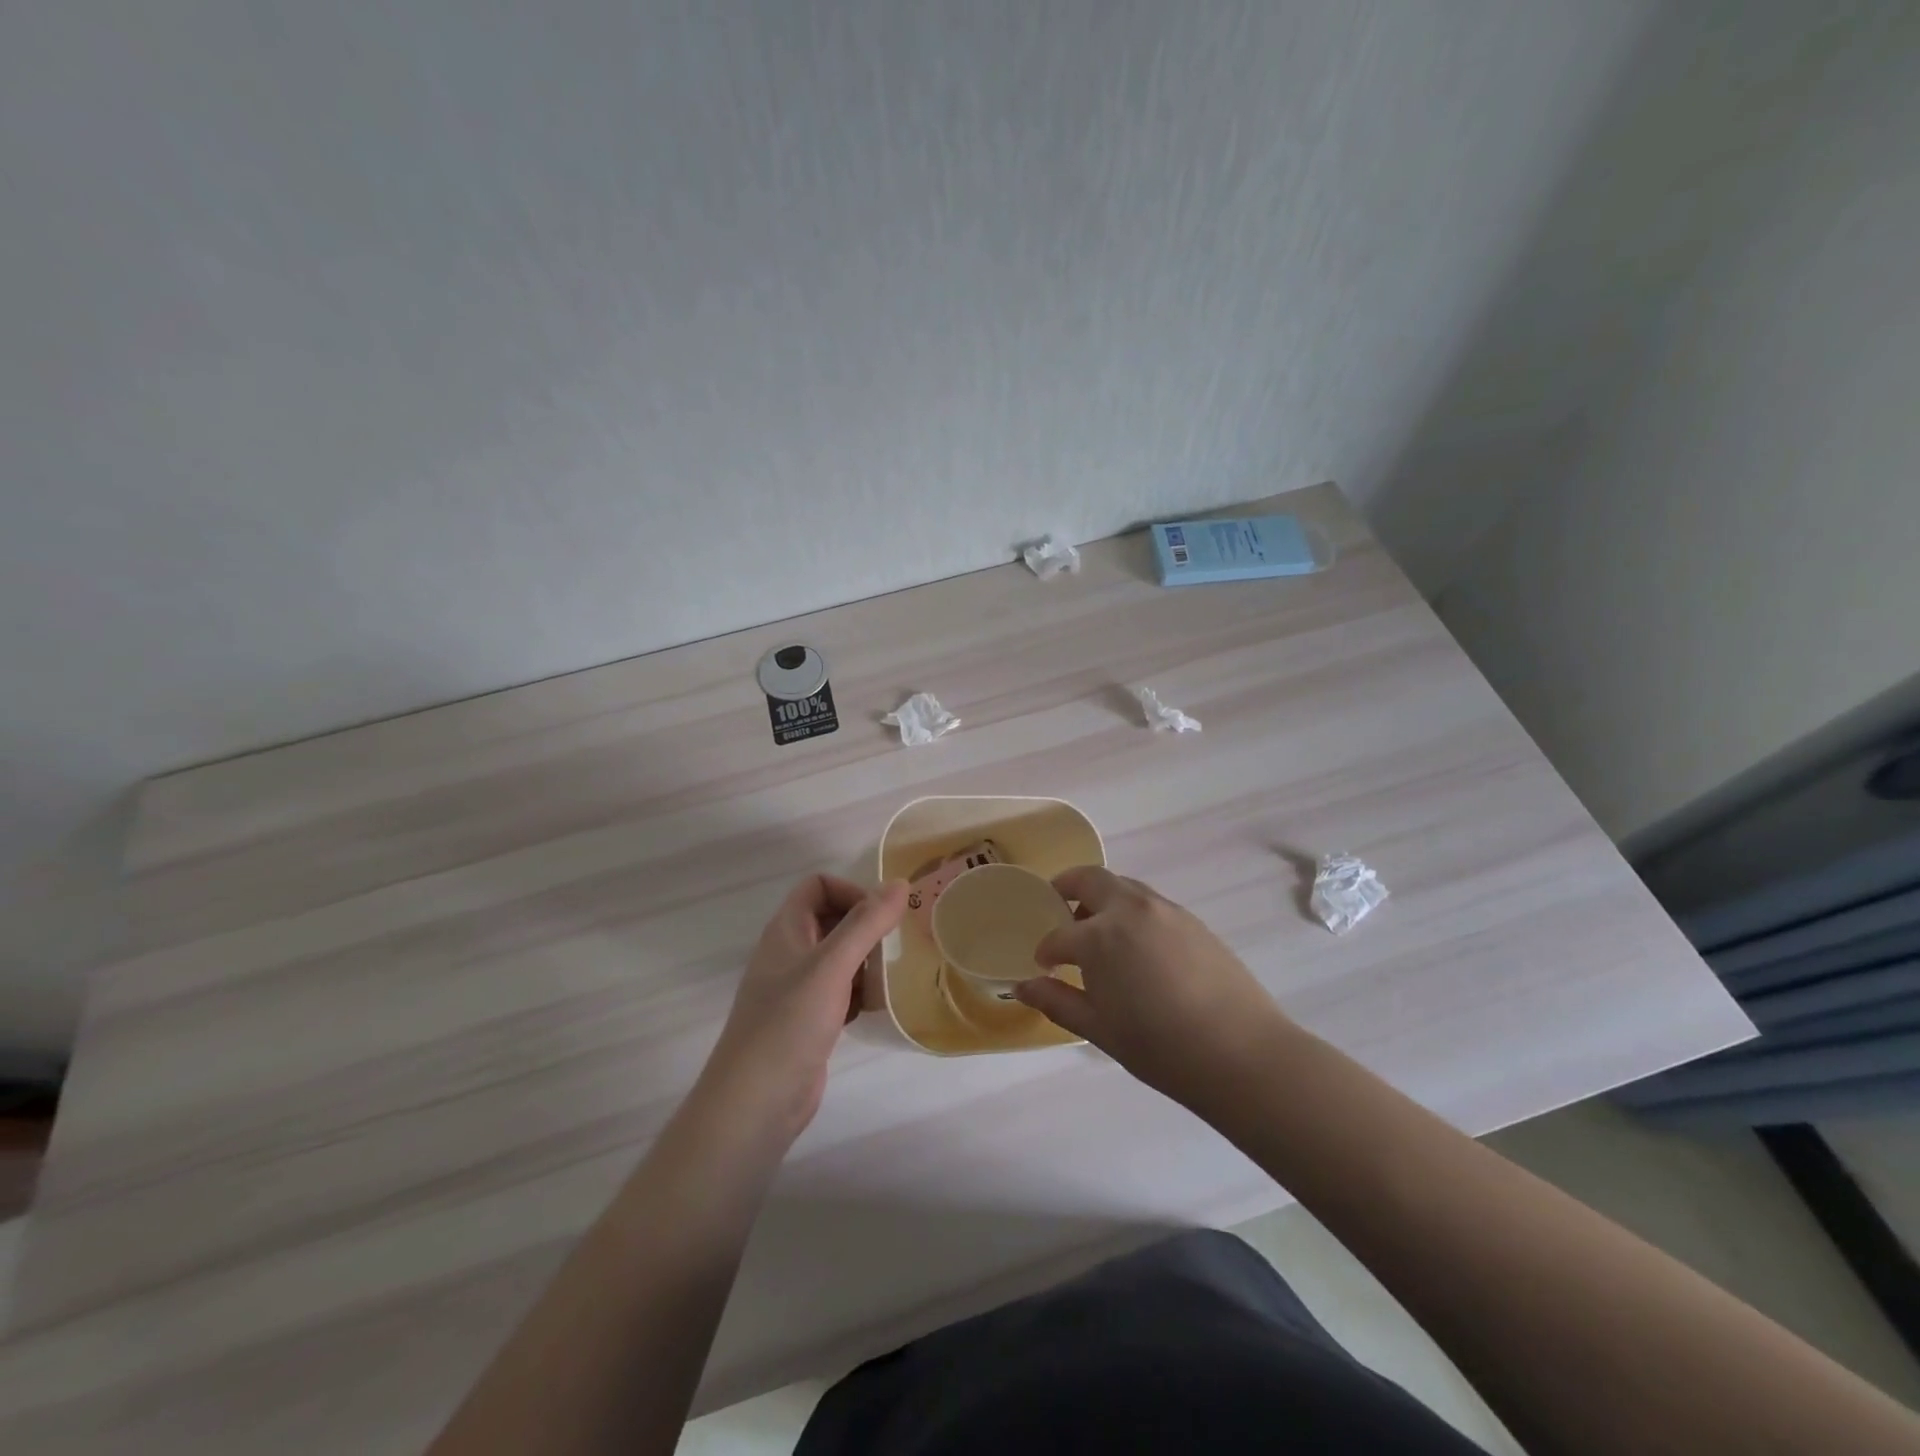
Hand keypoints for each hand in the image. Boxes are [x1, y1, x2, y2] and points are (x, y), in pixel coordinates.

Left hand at [702, 875, 907, 1143]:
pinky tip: (870, 1011)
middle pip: (832, 919)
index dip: (851, 892)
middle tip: (891, 950)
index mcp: (786, 930)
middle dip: (865, 929)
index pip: (819, 886)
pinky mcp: (808, 1020)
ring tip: (885, 982)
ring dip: (866, 963)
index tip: (880, 919)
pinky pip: (840, 991)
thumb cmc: (789, 1023)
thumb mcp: (832, 966)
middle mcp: (789, 952)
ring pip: (839, 957)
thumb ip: (866, 923)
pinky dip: (858, 994)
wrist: (755, 1102)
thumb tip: (900, 883)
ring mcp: (797, 988)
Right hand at [1015, 867, 1295, 1112]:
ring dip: (1102, 898)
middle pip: (1089, 879)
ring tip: (1100, 933)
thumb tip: (1023, 987)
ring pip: (1123, 887)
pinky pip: (1150, 903)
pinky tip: (1138, 948)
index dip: (1046, 950)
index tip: (1044, 966)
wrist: (1242, 1053)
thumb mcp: (1099, 1029)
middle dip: (1066, 889)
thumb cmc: (1160, 1047)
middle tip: (1058, 911)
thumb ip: (1058, 1001)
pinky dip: (1131, 911)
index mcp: (1100, 936)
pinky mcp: (1192, 920)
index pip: (1059, 935)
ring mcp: (1165, 910)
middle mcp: (1130, 909)